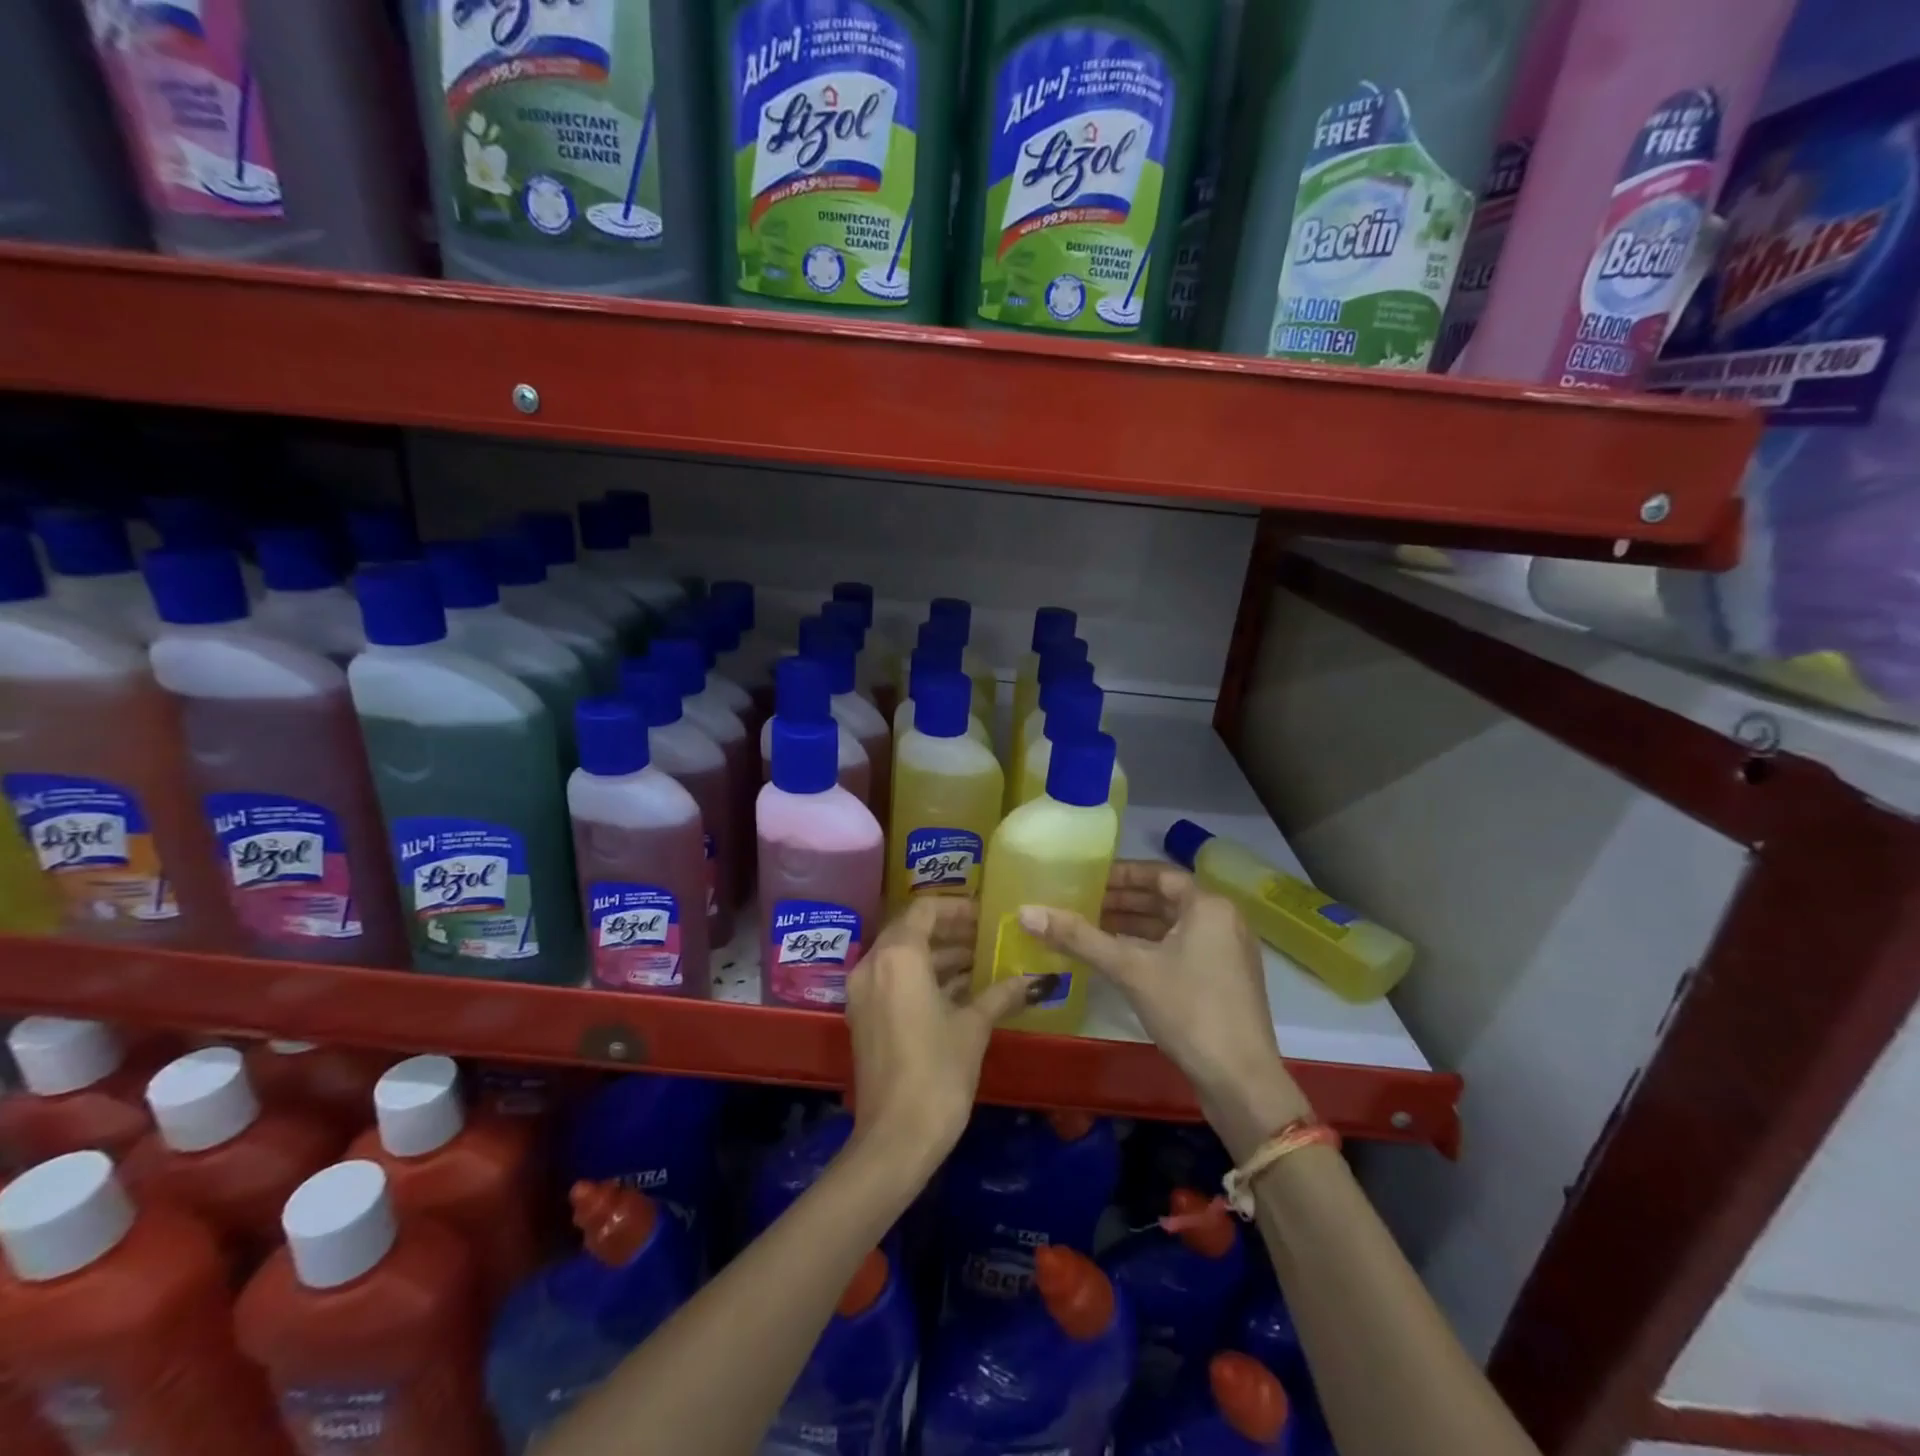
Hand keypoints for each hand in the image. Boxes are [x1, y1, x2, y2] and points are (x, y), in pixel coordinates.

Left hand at [844, 897, 1032, 1179]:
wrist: (895, 1138)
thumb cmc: (938, 1072)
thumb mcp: (973, 1028)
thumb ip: (999, 994)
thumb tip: (1031, 980)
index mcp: (898, 956)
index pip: (925, 910)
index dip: (957, 908)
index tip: (986, 917)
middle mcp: (873, 965)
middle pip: (912, 931)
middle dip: (951, 932)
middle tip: (988, 938)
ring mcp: (863, 992)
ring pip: (903, 957)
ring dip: (939, 957)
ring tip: (981, 964)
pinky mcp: (864, 1017)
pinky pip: (894, 981)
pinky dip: (923, 979)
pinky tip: (960, 993)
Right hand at [1017, 861, 1312, 1157]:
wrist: (1241, 1082)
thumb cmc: (1189, 1011)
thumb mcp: (1130, 969)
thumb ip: (1078, 938)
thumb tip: (1025, 911)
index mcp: (1209, 906)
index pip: (1158, 874)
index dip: (1120, 874)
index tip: (1086, 877)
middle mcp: (1223, 921)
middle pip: (1165, 899)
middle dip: (1122, 901)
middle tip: (1079, 902)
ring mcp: (1226, 953)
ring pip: (1171, 927)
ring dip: (1133, 926)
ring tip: (1089, 928)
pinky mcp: (1223, 981)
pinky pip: (1179, 949)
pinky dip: (1148, 948)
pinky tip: (1117, 959)